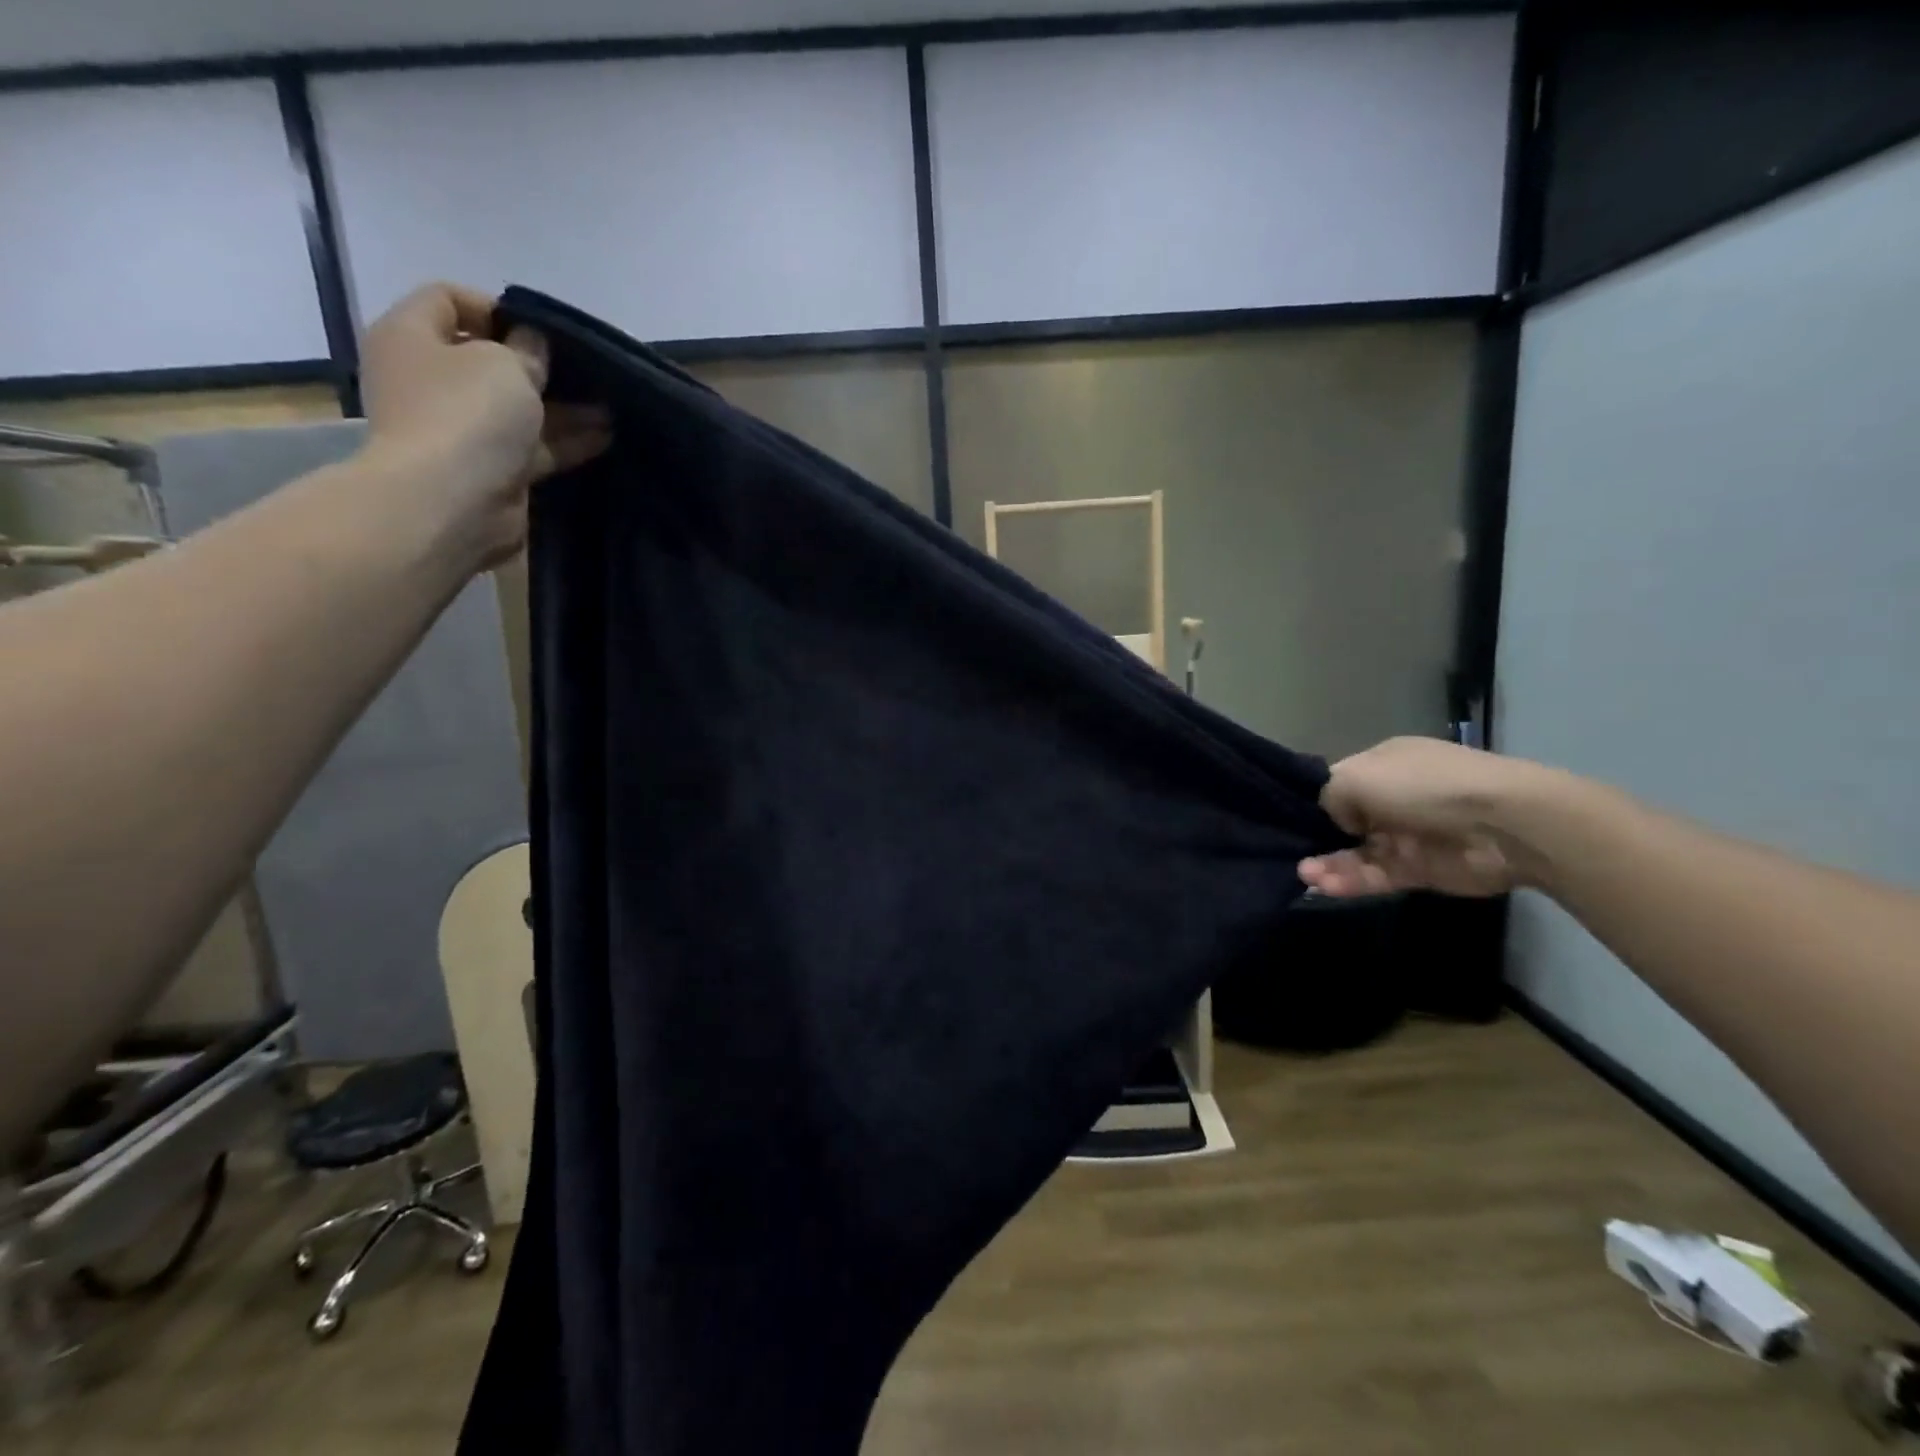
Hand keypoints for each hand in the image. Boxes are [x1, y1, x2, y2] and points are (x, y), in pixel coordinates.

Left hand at [358, 283, 609, 565]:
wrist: (452, 506)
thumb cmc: (466, 416)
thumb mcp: (505, 364)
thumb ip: (526, 348)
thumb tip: (532, 344)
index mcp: (413, 338)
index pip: (447, 300)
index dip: (496, 307)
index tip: (542, 328)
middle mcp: (431, 381)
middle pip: (489, 360)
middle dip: (539, 364)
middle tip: (584, 368)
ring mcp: (462, 430)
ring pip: (519, 409)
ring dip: (564, 407)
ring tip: (610, 405)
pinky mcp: (493, 471)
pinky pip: (534, 448)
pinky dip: (567, 441)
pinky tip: (605, 436)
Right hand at [1299, 737, 1538, 898]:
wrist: (1502, 824)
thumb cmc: (1423, 787)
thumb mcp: (1357, 776)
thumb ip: (1330, 797)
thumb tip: (1337, 820)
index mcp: (1383, 765)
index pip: (1339, 784)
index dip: (1313, 801)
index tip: (1285, 819)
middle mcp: (1394, 798)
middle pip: (1344, 821)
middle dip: (1317, 837)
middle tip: (1289, 853)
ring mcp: (1407, 836)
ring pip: (1357, 852)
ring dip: (1330, 863)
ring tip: (1304, 874)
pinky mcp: (1419, 870)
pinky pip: (1376, 876)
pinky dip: (1351, 881)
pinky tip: (1324, 886)